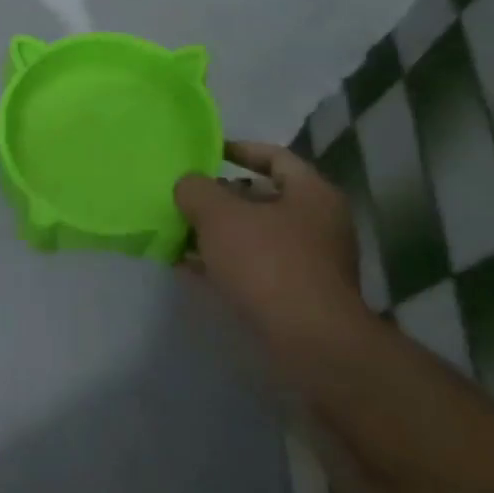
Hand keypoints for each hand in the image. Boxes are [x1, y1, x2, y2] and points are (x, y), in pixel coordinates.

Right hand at [174, 140, 369, 346]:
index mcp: (312, 194)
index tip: (204, 153)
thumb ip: (196, 189)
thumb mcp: (219, 215)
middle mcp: (317, 224)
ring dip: (216, 233)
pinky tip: (188, 267)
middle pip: (261, 198)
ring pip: (253, 235)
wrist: (309, 343)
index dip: (238, 150)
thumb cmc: (268, 264)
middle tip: (183, 197)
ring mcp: (309, 262)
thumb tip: (188, 185)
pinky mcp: (295, 295)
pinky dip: (222, 263)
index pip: (274, 157)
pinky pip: (252, 268)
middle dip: (219, 197)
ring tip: (176, 232)